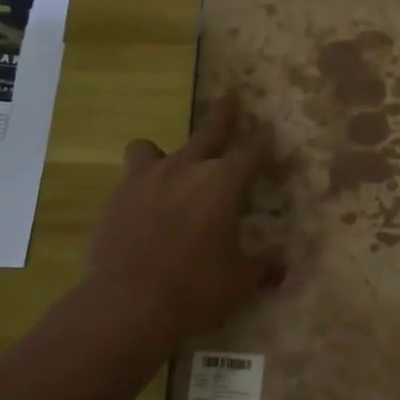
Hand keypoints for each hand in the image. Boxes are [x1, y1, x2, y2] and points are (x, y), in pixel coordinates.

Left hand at [82, 91, 279, 343]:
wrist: (129, 303)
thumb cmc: (197, 288)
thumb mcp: (239, 280)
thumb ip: (262, 267)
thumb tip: (282, 268)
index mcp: (224, 183)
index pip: (252, 152)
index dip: (264, 142)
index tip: (269, 131)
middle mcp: (187, 169)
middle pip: (209, 131)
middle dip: (224, 114)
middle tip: (229, 96)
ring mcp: (147, 179)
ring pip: (152, 147)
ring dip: (164, 153)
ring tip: (164, 165)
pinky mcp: (117, 197)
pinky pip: (131, 178)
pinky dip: (141, 186)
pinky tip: (142, 208)